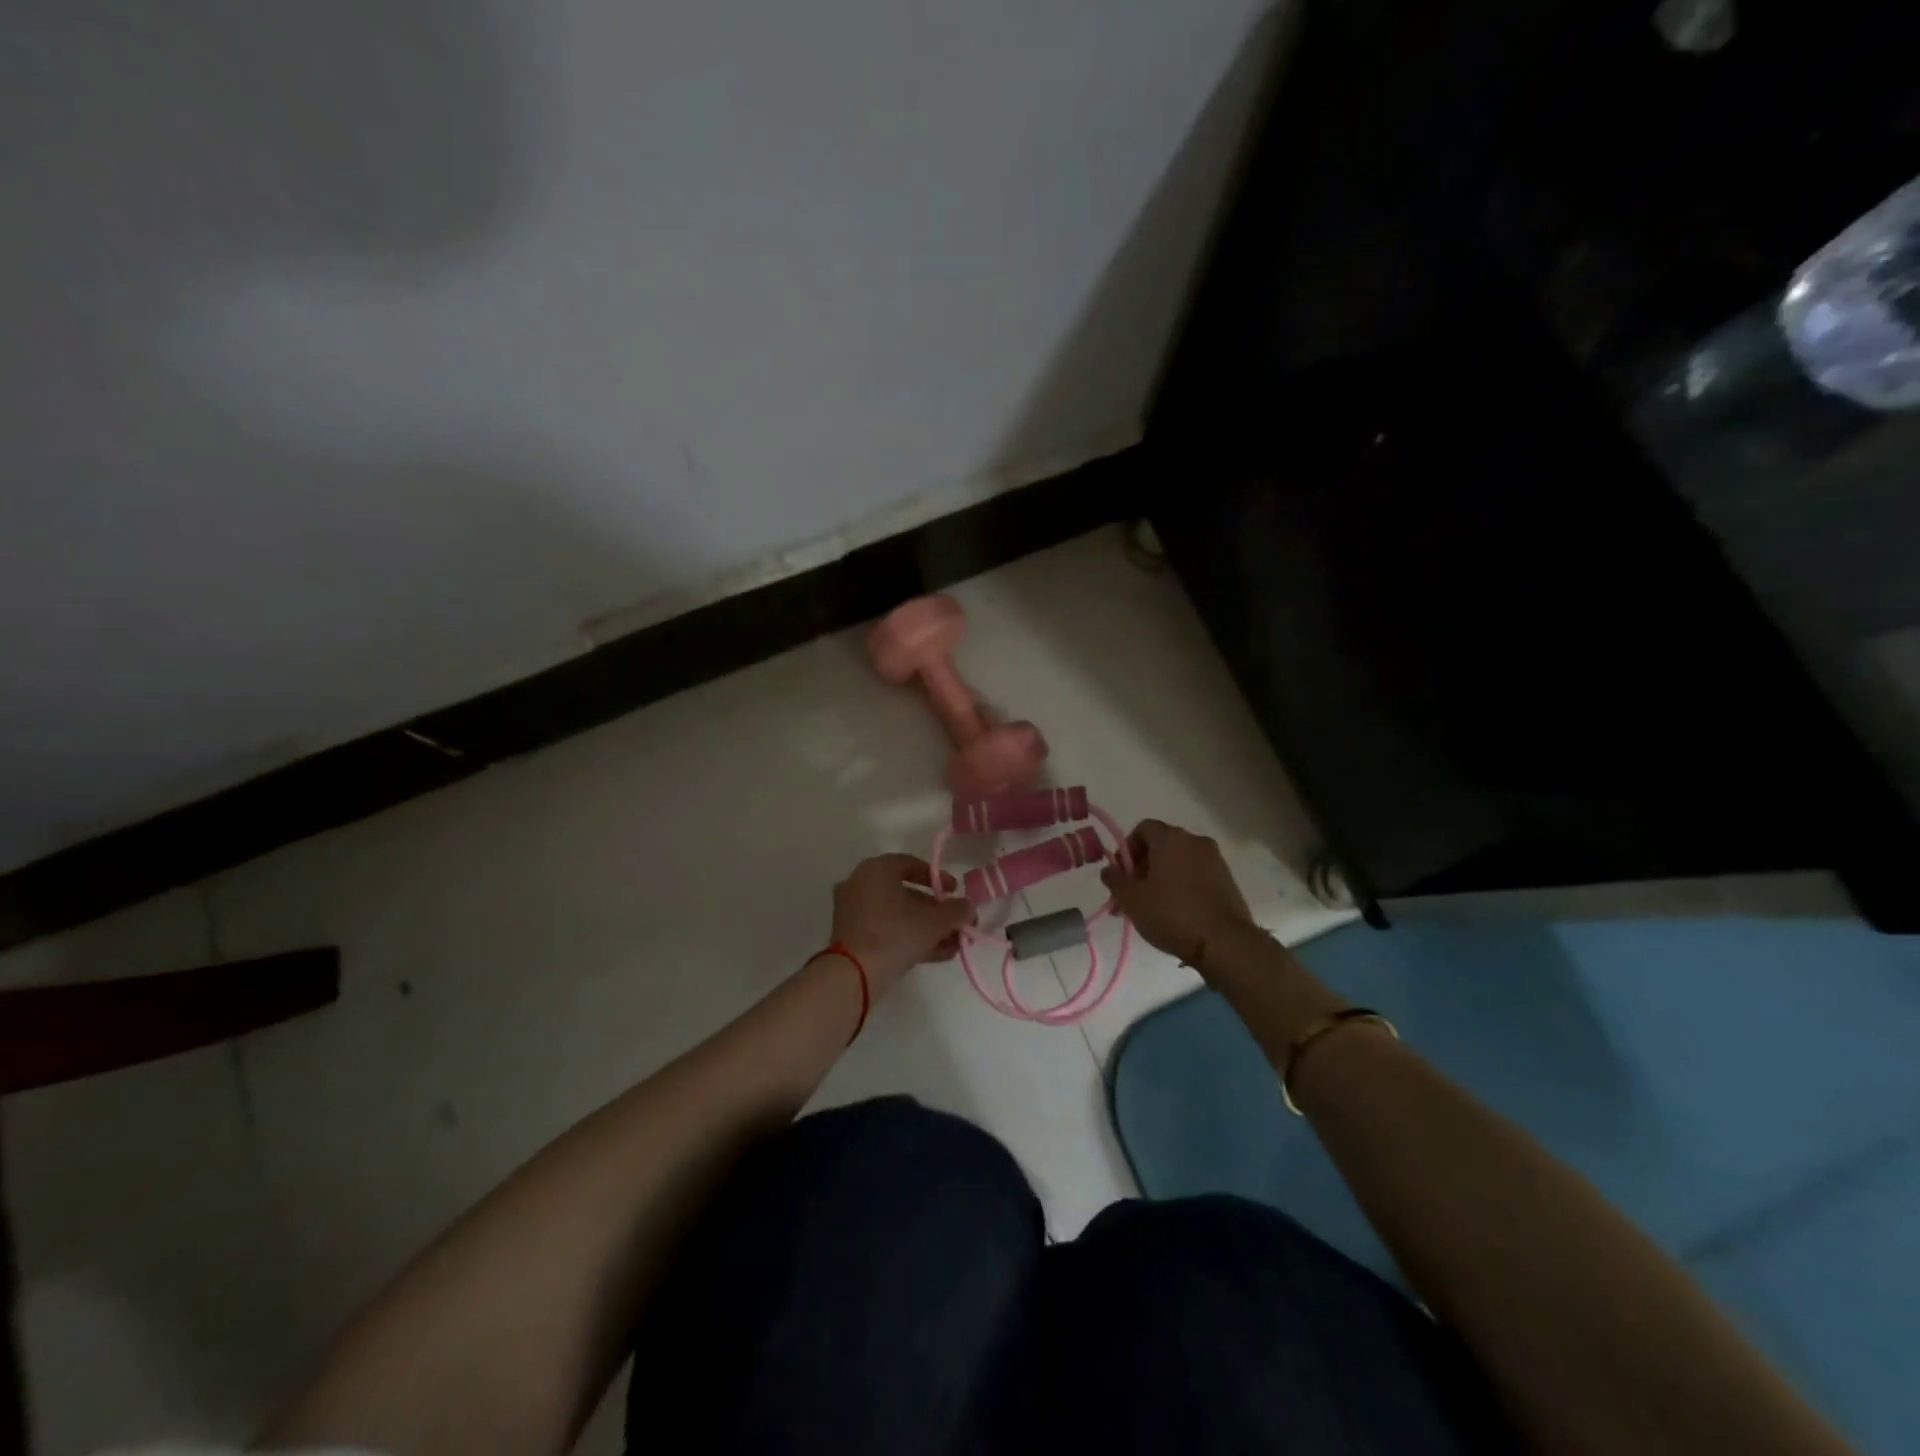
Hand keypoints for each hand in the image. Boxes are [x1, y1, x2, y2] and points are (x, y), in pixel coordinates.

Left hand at [829, 854, 974, 990]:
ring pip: (898, 915)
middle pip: (906, 893)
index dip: (938, 878)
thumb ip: (956, 911)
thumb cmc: (894, 934)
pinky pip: (886, 930)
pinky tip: (938, 954)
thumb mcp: (933, 922)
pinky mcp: (851, 937)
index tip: (955, 892)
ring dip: (927, 928)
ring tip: (955, 944)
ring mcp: (853, 912)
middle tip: (957, 923)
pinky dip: (910, 938)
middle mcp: (860, 884)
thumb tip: (969, 907)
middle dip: (936, 911)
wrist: (852, 975)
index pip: (911, 864)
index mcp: (876, 869)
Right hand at [1100, 819, 1257, 968]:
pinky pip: (1196, 875)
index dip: (1127, 849)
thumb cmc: (1172, 914)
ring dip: (1161, 879)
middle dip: (1142, 868)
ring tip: (1151, 909)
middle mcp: (1195, 841)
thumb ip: (1115, 880)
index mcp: (1171, 838)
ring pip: (1179, 862)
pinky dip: (1182, 886)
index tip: (1122, 876)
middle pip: (1161, 846)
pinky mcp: (1228, 880)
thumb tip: (1109, 870)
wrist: (1225, 943)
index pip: (1143, 829)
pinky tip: (1176, 913)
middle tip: (1132, 897)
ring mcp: (1215, 860)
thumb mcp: (1131, 899)